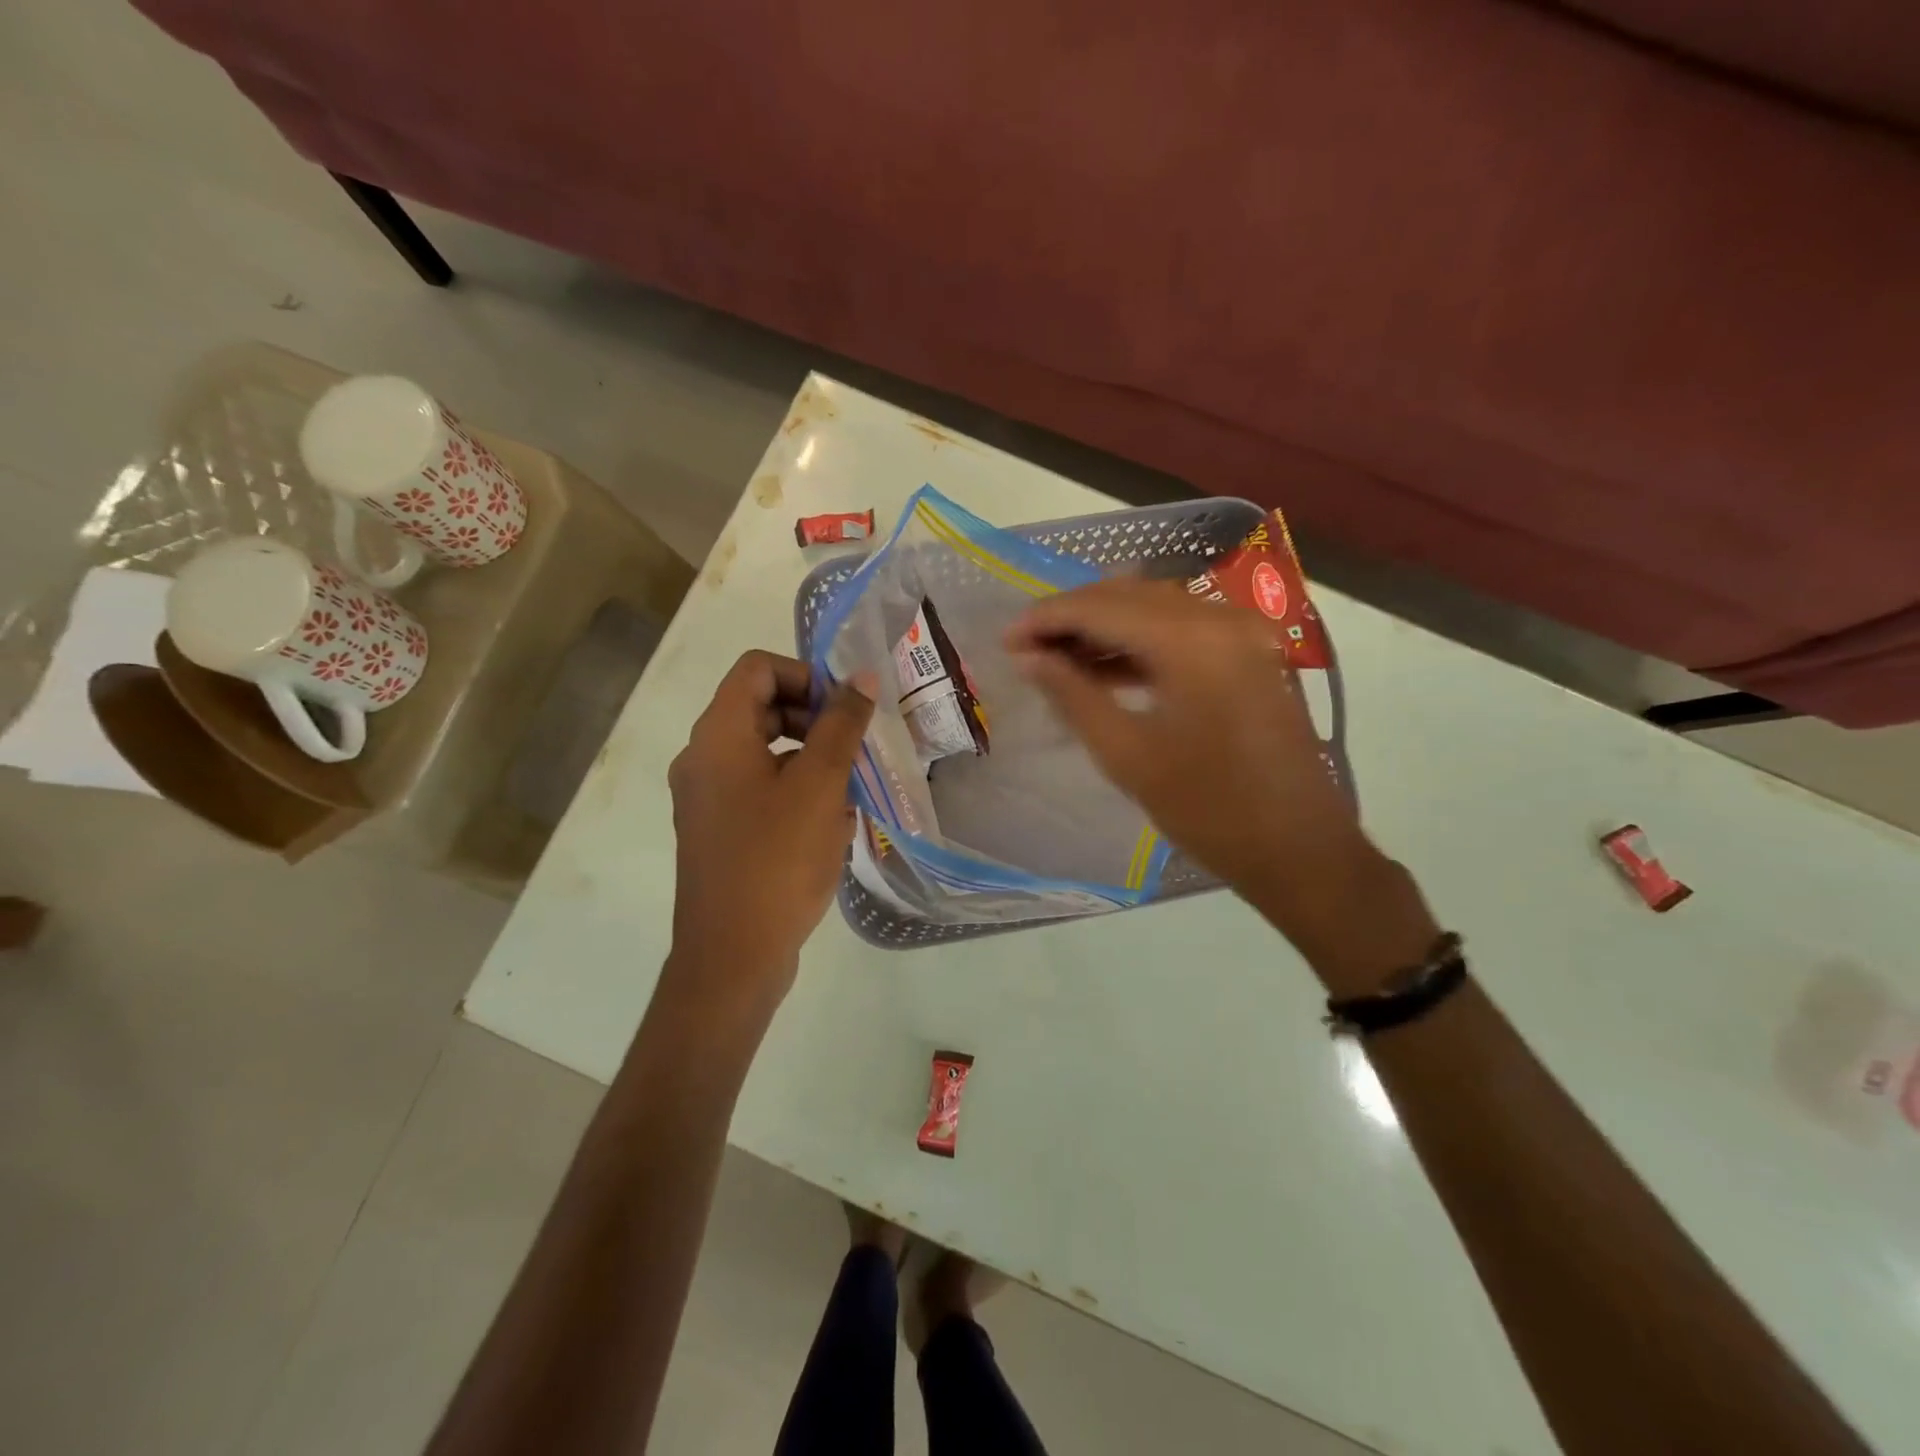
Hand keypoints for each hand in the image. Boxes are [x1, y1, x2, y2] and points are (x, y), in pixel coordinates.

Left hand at [665, 651, 875, 1018]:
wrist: (733, 956)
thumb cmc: (777, 860)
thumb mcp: (820, 785)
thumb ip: (842, 724)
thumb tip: (863, 677)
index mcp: (718, 736)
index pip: (757, 668)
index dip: (806, 675)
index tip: (845, 709)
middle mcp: (702, 759)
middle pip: (760, 708)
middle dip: (814, 719)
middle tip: (855, 747)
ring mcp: (707, 798)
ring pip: (764, 752)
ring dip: (811, 758)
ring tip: (851, 789)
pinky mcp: (719, 832)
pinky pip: (759, 790)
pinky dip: (796, 791)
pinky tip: (832, 825)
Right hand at [1006, 579, 1436, 991]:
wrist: (1300, 850)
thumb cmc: (1208, 810)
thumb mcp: (1127, 755)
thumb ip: (1073, 694)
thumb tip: (1028, 657)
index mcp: (1191, 640)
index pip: (1100, 606)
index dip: (1046, 619)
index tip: (1005, 641)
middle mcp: (1220, 619)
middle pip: (1128, 595)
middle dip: (1072, 616)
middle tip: (1027, 648)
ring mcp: (1242, 634)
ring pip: (1155, 609)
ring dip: (1104, 627)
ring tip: (1057, 660)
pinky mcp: (1250, 655)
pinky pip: (1182, 631)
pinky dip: (1140, 643)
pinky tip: (1105, 669)